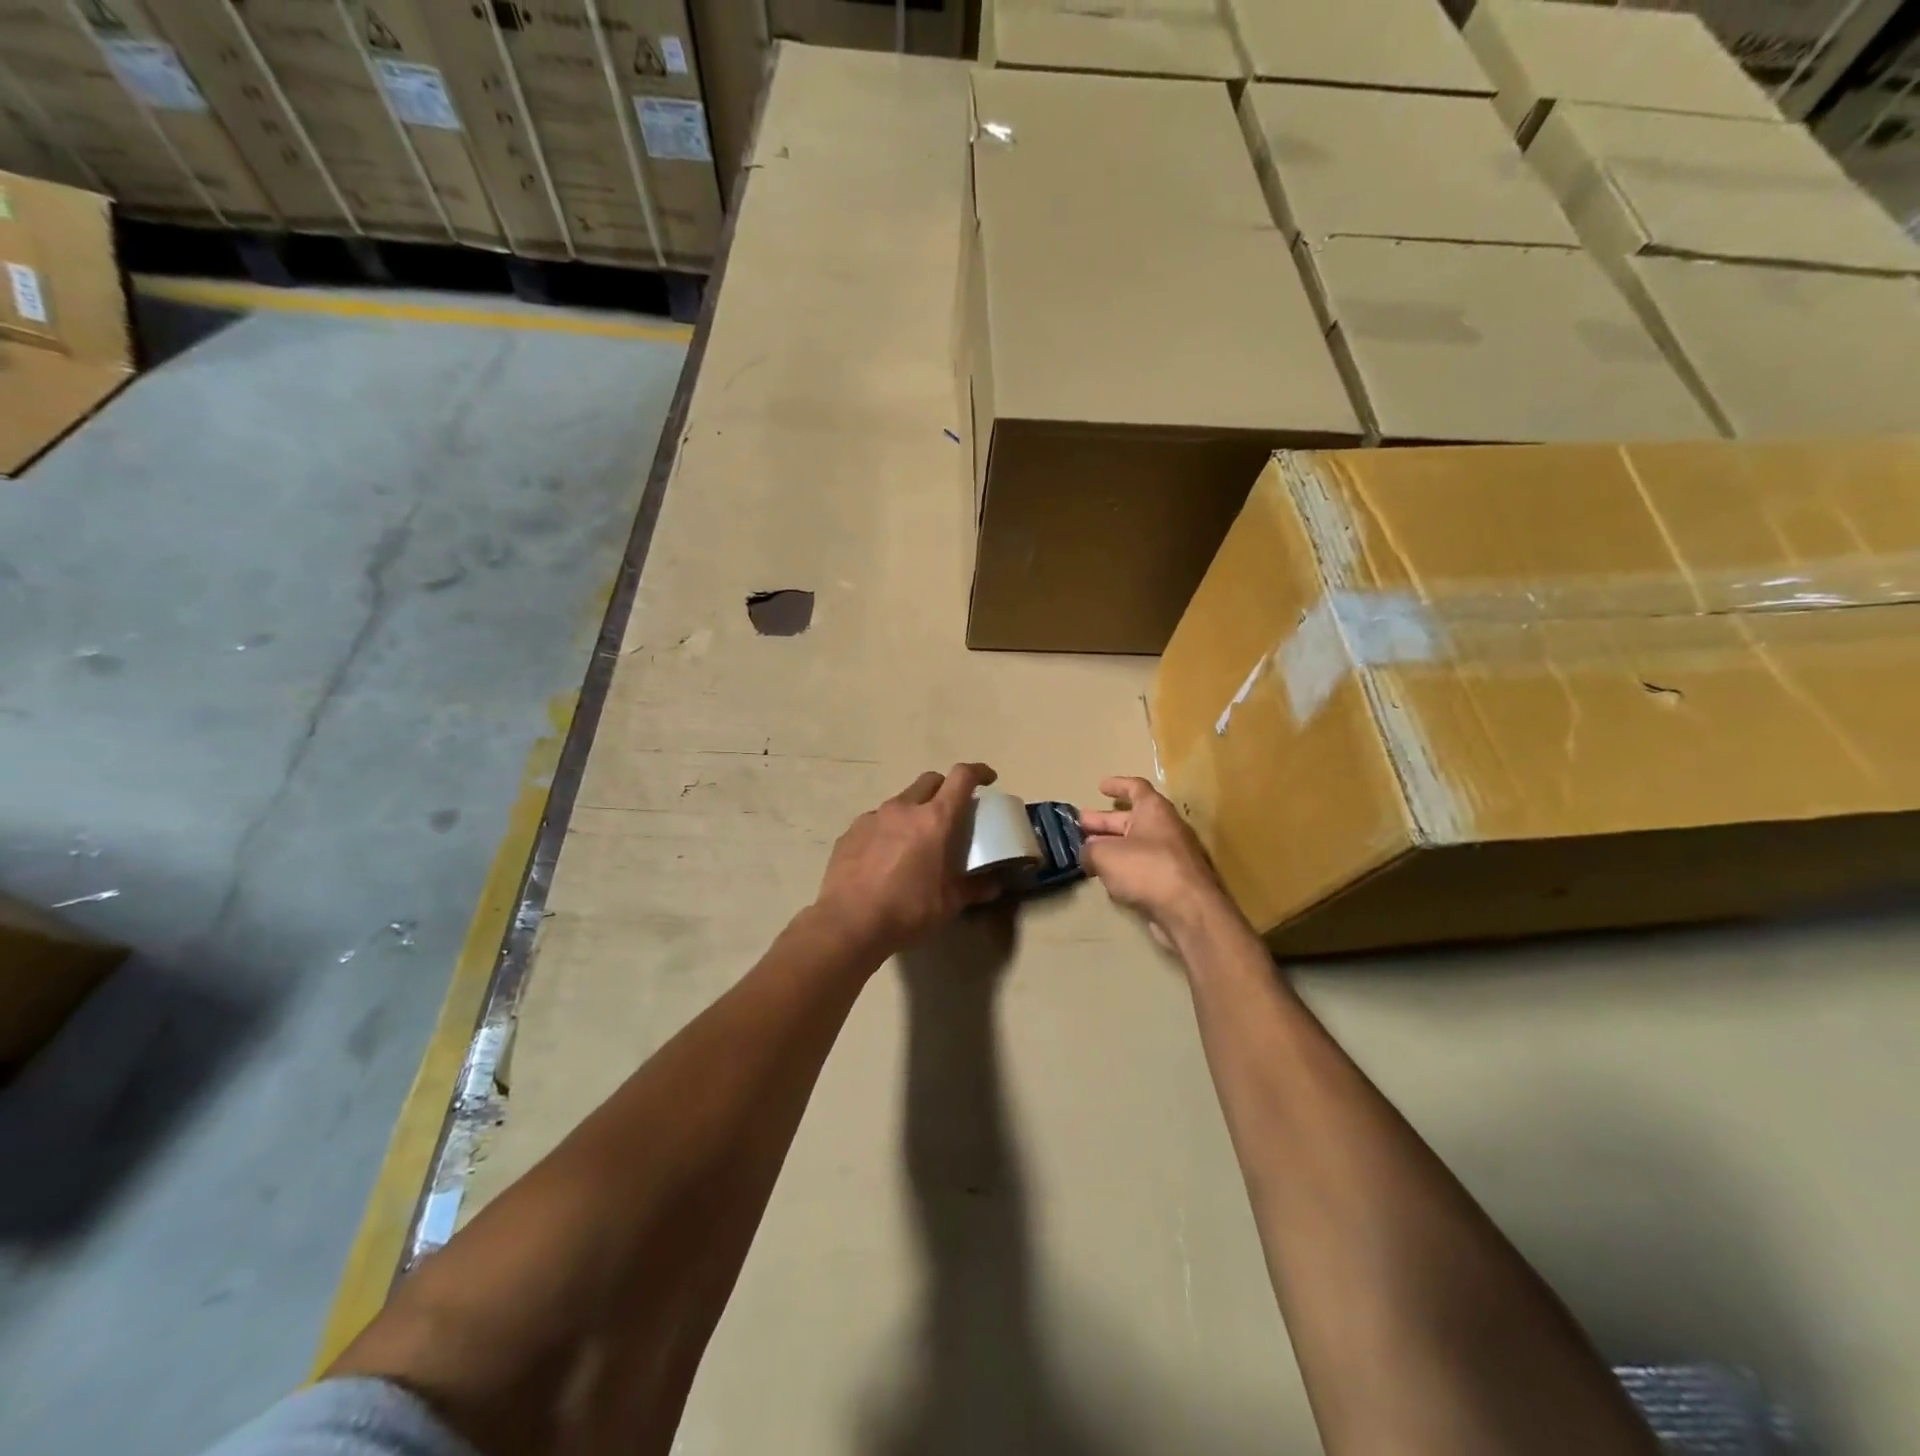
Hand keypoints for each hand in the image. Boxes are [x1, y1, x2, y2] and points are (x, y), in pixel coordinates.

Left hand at [814, 763, 1001, 959]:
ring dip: (914, 811)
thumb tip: (992, 886)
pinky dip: (888, 830)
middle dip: (944, 789)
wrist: (849, 923)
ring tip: (915, 840)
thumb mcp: (949, 904)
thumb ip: (974, 889)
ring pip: (900, 801)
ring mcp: (873, 817)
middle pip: (929, 781)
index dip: (978, 772)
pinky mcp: (851, 832)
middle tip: (950, 812)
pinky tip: (885, 857)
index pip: (961, 778)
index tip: (987, 779)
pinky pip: (876, 821)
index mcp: (935, 819)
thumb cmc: (907, 911)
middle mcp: (903, 808)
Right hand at [1080, 777, 1234, 949]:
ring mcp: (1170, 857)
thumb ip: (1090, 850)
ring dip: (1111, 847)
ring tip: (1087, 853)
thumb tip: (1087, 854)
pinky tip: (1106, 879)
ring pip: (1135, 846)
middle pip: (1131, 819)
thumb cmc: (1146, 869)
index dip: (1117, 785)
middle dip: (1104, 822)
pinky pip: (1142, 868)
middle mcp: (1165, 829)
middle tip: (1081, 825)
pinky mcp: (1171, 882)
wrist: (1188, 911)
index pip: (1136, 788)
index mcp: (1154, 811)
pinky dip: (1123, 869)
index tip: (1100, 787)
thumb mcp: (1105, 855)